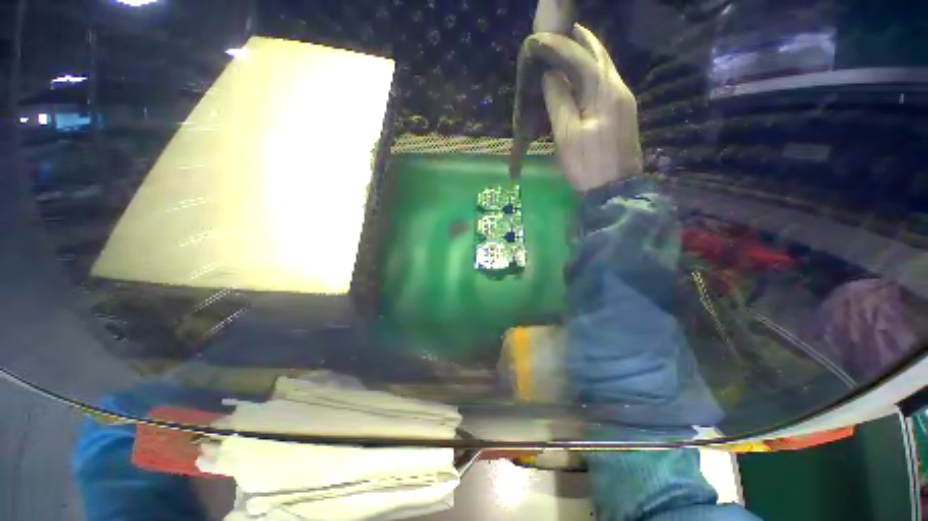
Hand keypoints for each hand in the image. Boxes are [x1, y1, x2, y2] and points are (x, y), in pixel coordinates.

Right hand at [527, 25, 642, 190]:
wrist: (615, 190)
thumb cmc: (587, 165)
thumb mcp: (567, 136)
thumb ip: (559, 102)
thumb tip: (551, 76)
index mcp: (605, 92)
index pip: (581, 58)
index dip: (559, 46)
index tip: (539, 38)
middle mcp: (618, 89)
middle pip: (600, 55)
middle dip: (580, 40)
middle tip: (560, 31)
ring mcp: (623, 100)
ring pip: (605, 67)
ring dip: (587, 53)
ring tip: (568, 46)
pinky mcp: (622, 112)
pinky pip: (606, 82)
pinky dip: (592, 71)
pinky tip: (581, 74)